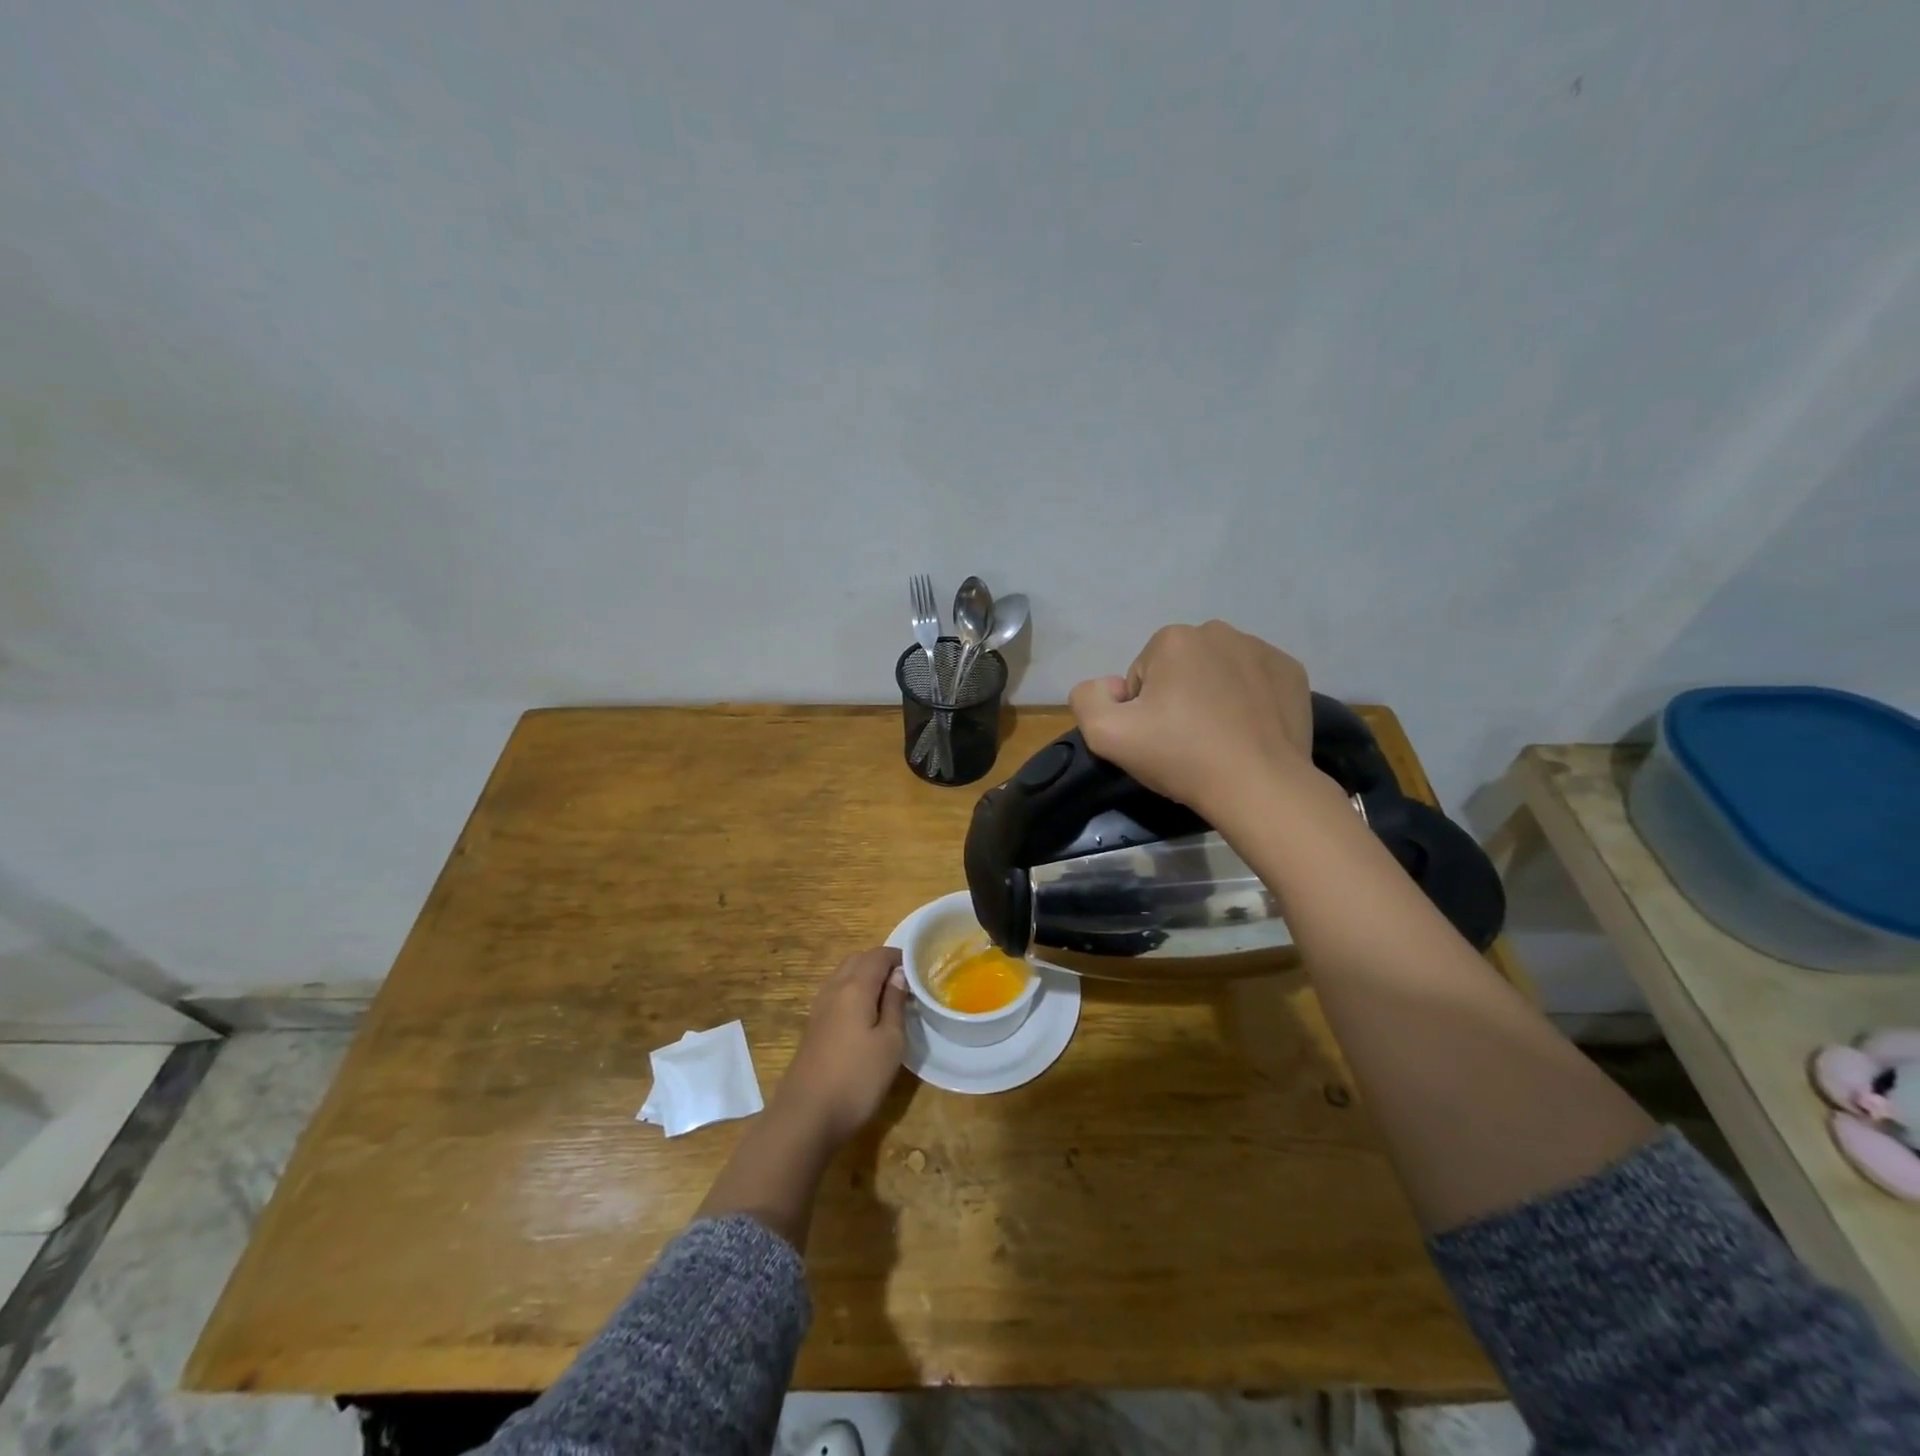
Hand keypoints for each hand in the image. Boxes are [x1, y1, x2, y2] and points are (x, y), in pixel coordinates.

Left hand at [774, 947, 907, 1146]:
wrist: (806, 1115)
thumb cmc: (857, 1078)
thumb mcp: (890, 1042)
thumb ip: (895, 1003)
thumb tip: (899, 975)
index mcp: (855, 987)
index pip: (878, 955)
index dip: (898, 956)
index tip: (918, 969)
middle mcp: (834, 989)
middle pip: (857, 960)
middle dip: (881, 963)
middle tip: (904, 982)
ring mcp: (819, 1008)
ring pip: (844, 976)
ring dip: (865, 977)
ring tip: (888, 998)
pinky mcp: (813, 1027)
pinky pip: (836, 994)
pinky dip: (853, 992)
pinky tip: (865, 1016)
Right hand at [1067, 621, 1316, 819]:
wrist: (1260, 786)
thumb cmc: (1181, 756)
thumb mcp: (1106, 735)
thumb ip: (1088, 698)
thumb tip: (1110, 687)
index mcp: (1173, 639)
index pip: (1141, 676)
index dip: (1143, 711)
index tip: (1159, 738)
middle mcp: (1218, 631)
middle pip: (1180, 669)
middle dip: (1177, 698)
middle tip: (1187, 741)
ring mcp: (1262, 649)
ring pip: (1218, 672)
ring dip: (1212, 697)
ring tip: (1219, 738)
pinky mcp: (1291, 672)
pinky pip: (1254, 681)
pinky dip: (1248, 700)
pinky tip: (1248, 731)